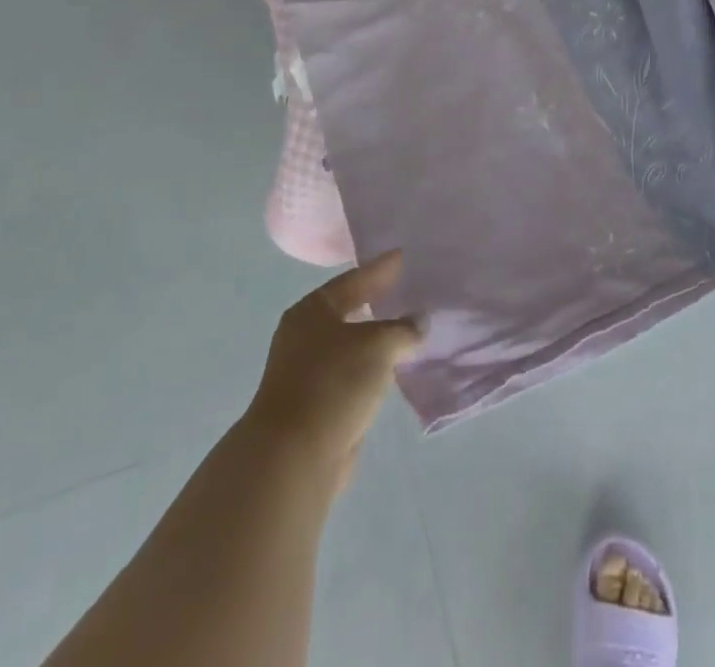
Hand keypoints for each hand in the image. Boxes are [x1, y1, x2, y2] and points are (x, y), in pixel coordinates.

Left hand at [246, 252, 424, 480]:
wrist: (294, 457)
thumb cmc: (333, 383)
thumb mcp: (377, 345)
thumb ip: (403, 328)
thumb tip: (420, 321)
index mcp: (312, 310)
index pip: (353, 279)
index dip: (380, 268)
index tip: (403, 256)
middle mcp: (304, 336)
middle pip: (349, 310)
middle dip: (377, 302)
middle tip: (407, 289)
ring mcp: (307, 373)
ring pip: (351, 346)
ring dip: (376, 339)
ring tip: (408, 328)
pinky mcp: (316, 406)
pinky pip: (352, 375)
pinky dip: (372, 369)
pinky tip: (393, 368)